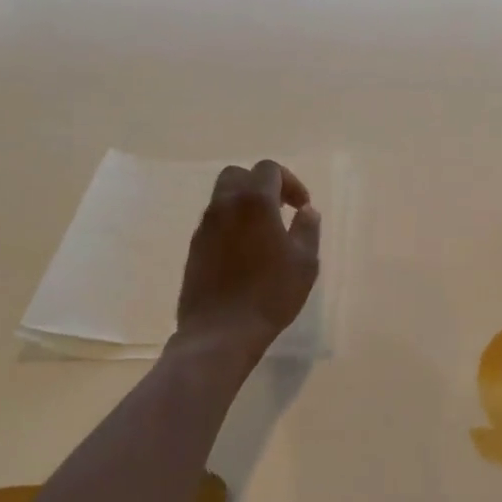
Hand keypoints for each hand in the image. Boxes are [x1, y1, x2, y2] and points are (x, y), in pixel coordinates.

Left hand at [175, 160, 320, 356]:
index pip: (268, 169)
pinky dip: (231, 225)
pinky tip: (245, 253)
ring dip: (244, 205)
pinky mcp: (194, 248)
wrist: (220, 332)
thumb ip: (307, 229)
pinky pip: (214, 222)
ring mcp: (204, 227)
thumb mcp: (304, 262)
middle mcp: (224, 206)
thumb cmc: (270, 294)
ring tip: (264, 233)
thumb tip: (306, 211)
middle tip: (280, 209)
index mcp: (254, 202)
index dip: (290, 182)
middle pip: (239, 175)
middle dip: (261, 185)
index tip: (301, 207)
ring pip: (222, 198)